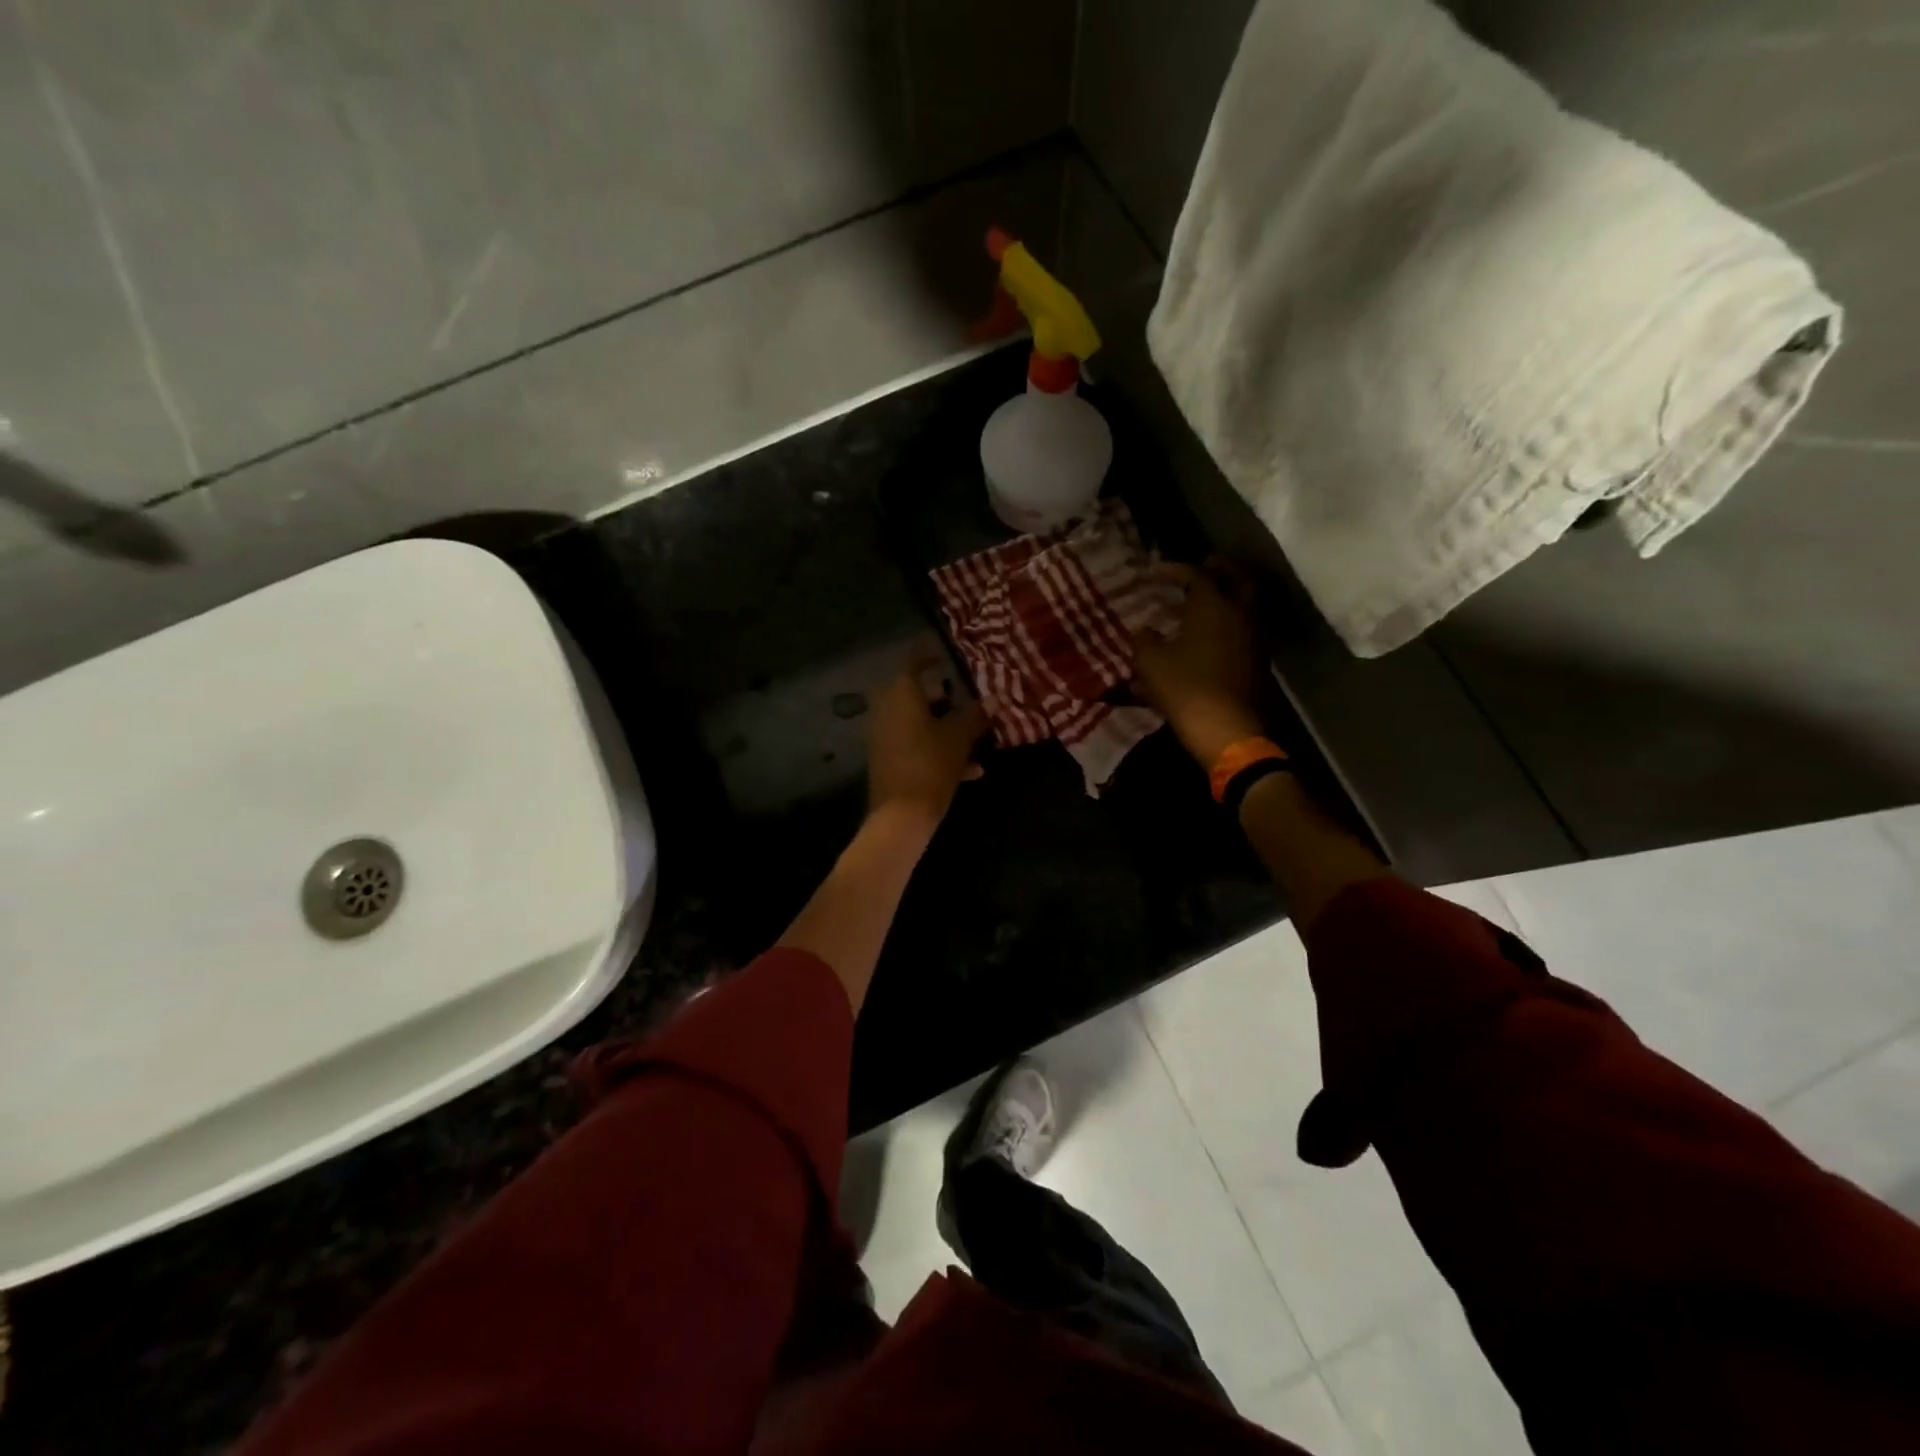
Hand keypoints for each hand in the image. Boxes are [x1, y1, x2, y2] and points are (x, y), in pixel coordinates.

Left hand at [866, 645, 987, 831]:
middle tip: (965, 694)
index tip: (945, 649)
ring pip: (918, 720)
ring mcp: (883, 734)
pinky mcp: (886, 757)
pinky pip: (914, 742)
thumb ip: (976, 715)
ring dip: (944, 725)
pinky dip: (937, 747)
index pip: (914, 660)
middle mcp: (886, 708)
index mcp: (901, 694)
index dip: (930, 653)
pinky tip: (970, 770)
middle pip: (916, 692)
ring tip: (975, 737)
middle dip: (943, 695)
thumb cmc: (931, 765)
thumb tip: (994, 698)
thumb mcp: (960, 738)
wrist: (900, 815)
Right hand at [1133, 561, 1267, 767]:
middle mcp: (1240, 613)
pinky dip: (1233, 621)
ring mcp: (1255, 638)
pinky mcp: (1259, 661)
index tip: (1155, 572)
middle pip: (1237, 579)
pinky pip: (1247, 628)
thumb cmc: (1185, 688)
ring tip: (1209, 599)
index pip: (1195, 575)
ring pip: (1247, 604)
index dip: (1174, 570)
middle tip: (1205, 565)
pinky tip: (1216, 632)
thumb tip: (1145, 630)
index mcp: (1213, 605)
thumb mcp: (1151, 662)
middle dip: (1220, 569)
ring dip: (1230, 595)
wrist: (1227, 729)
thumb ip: (1144, 640)